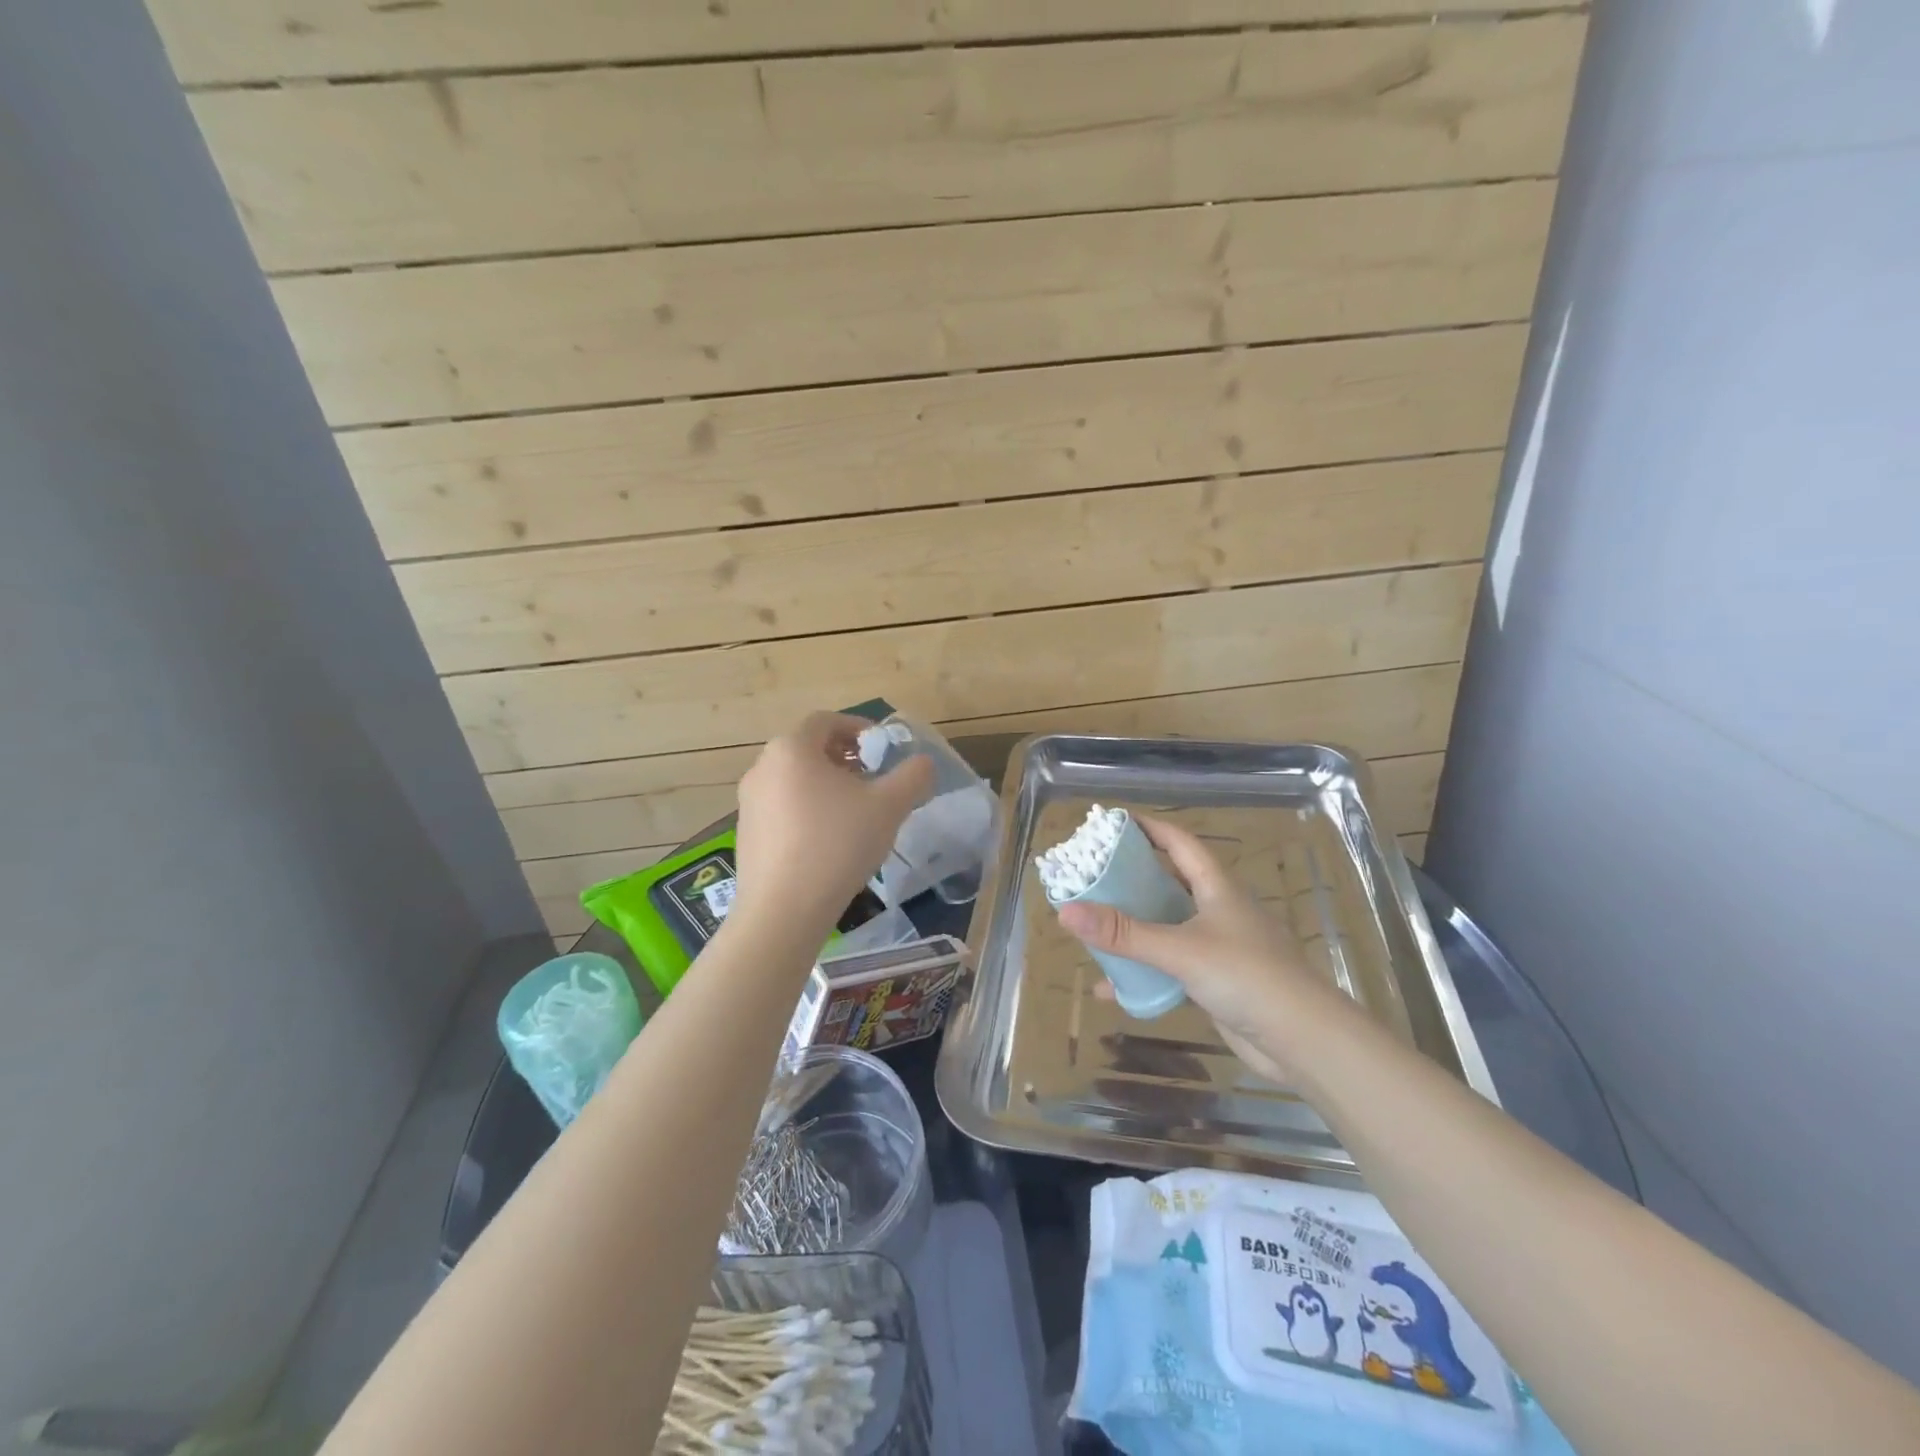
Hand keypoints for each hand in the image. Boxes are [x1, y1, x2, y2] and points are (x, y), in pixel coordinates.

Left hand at [731, 713, 934, 936]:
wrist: (783, 910)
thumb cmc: (837, 844)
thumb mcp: (889, 806)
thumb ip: (913, 776)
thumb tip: (923, 763)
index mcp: (791, 749)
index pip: (827, 721)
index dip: (858, 728)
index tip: (882, 748)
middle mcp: (762, 767)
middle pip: (809, 749)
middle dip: (845, 758)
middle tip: (873, 779)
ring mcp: (749, 802)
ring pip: (794, 779)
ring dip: (827, 785)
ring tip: (855, 812)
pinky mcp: (746, 834)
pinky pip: (782, 807)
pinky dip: (807, 809)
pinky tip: (829, 841)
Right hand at [1055, 814, 1347, 1083]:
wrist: (1303, 1040)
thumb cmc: (1247, 976)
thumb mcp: (1180, 949)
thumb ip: (1124, 933)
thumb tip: (1066, 911)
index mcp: (1216, 886)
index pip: (1178, 842)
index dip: (1147, 827)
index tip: (1109, 823)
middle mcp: (1217, 909)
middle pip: (1168, 882)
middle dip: (1131, 877)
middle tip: (1091, 874)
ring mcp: (1218, 946)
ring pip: (1167, 926)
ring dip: (1134, 926)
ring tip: (1094, 924)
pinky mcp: (1216, 981)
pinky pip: (1170, 966)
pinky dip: (1143, 972)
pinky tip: (1113, 987)